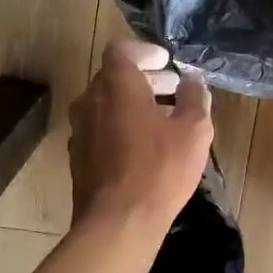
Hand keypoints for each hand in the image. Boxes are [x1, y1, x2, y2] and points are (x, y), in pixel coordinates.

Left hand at [70, 40, 213, 232]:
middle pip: (114, 77)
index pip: (122, 50)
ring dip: (133, 104)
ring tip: (163, 119)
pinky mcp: (77, 156)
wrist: (118, 222)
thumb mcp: (194, 130)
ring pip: (106, 104)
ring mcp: (79, 129)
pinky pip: (100, 128)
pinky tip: (144, 147)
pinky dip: (121, 126)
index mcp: (116, 85)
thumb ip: (195, 97)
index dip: (145, 51)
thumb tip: (192, 81)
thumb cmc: (159, 168)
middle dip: (145, 79)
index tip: (166, 61)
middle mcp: (90, 100)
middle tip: (173, 88)